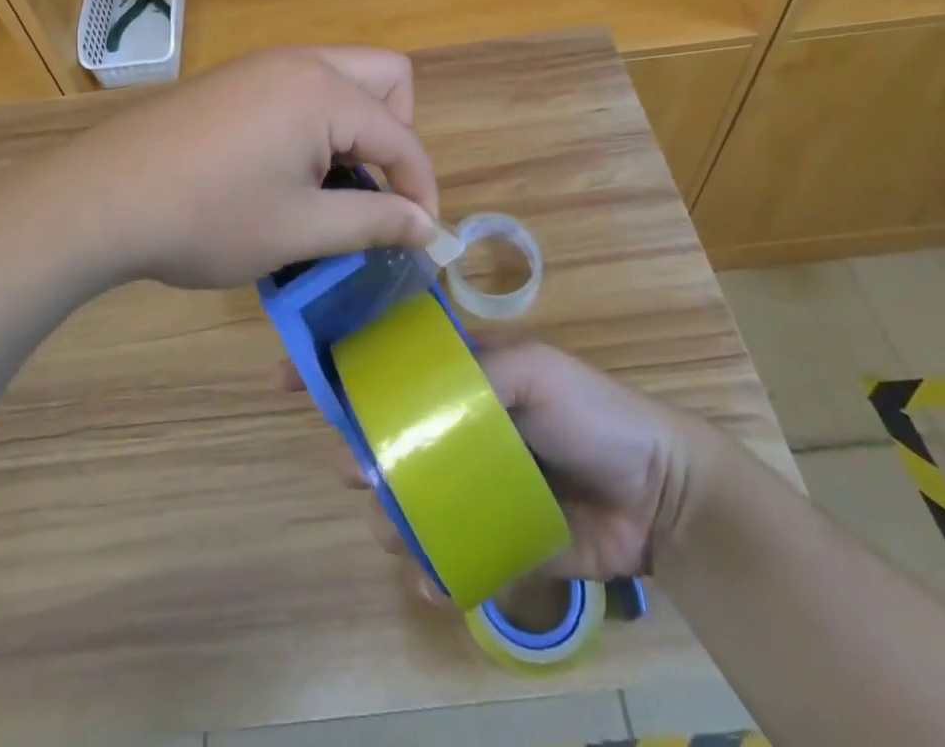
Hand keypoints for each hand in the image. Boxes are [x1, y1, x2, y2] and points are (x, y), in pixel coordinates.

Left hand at [25, 47, 440, 290]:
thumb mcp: (299, 230)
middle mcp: (299, 62)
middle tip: (370, 185)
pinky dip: (318, 120)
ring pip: (343, 77)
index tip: (420, 235)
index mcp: (323, 92)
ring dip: (355, 125)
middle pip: (386, 77)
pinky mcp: (235, 78)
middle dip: (395, 132)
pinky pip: (303, 85)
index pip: (401, 134)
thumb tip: (428, 226)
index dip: (420, 187)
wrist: (100, 199)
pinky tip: (282, 167)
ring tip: (326, 183)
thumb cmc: (207, 218)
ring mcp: (262, 65)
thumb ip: (373, 221)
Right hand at [313, 339, 706, 595]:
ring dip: (390, 517)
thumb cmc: (591, 410)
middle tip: (356, 468)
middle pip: (384, 437)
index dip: (338, 366)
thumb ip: (477, 372)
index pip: (388, 365)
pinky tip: (433, 580)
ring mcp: (468, 485)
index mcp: (460, 377)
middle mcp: (454, 427)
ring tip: (401, 528)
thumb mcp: (535, 368)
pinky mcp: (489, 538)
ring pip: (403, 500)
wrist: (657, 495)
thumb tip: (412, 405)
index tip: (288, 378)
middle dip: (356, 451)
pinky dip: (428, 571)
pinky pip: (442, 556)